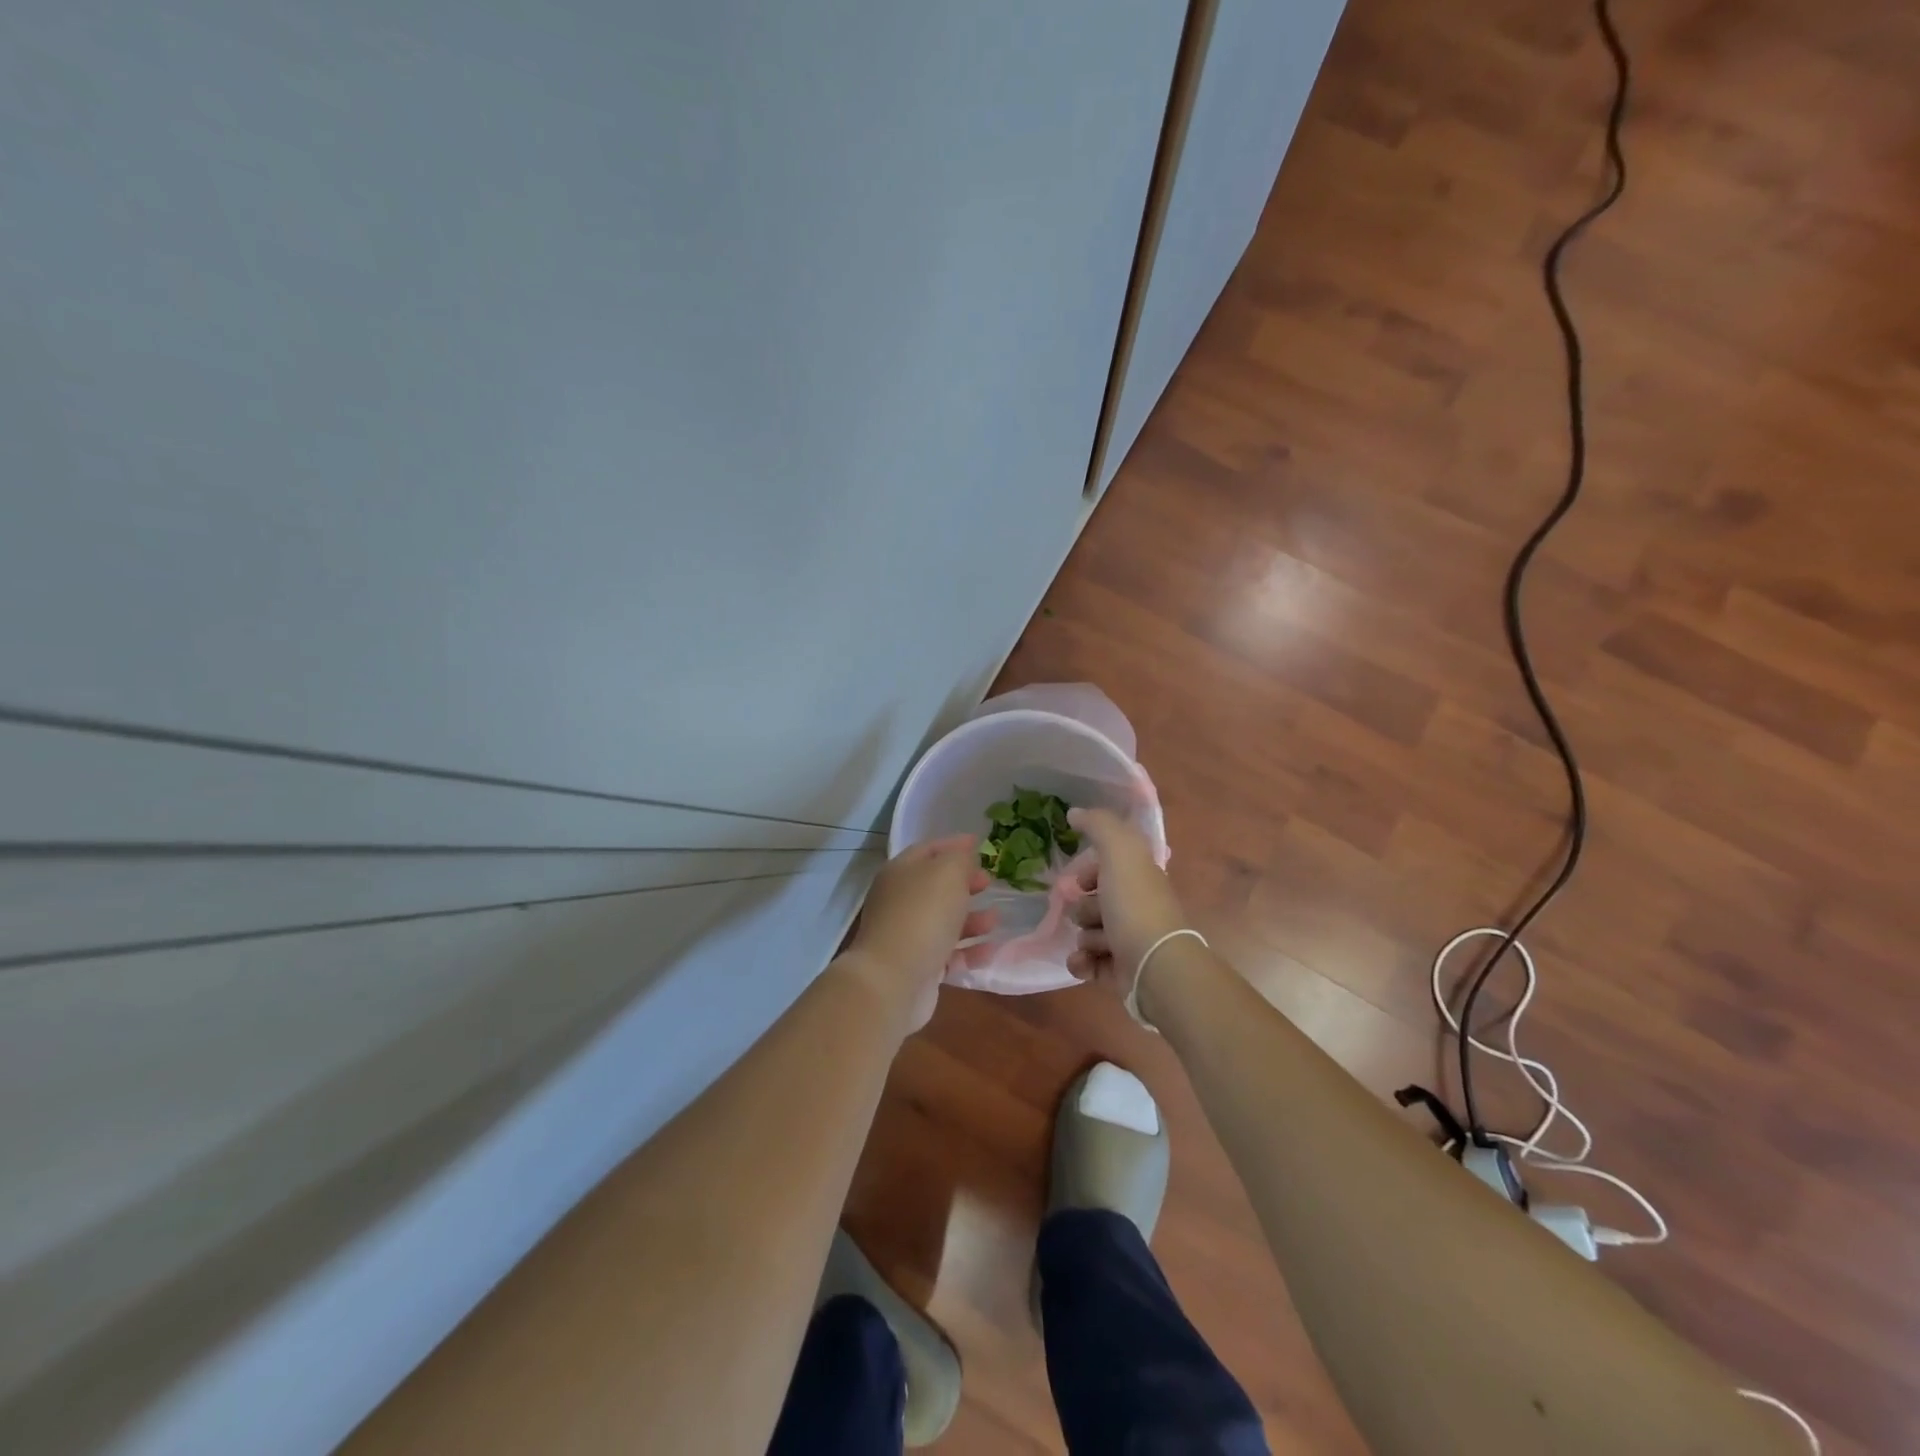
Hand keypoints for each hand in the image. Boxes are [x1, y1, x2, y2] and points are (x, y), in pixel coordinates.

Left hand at [840, 834, 996, 1032]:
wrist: (894, 980)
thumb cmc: (923, 915)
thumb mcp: (948, 872)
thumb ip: (960, 859)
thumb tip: (964, 859)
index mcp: (900, 872)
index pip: (928, 850)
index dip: (954, 844)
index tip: (979, 843)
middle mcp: (900, 901)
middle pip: (936, 886)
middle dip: (965, 883)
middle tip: (989, 883)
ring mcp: (907, 935)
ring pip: (944, 921)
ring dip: (972, 919)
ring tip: (995, 919)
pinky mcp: (918, 966)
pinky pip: (949, 953)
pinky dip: (969, 950)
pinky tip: (990, 950)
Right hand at [1065, 808, 1189, 996]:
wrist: (1154, 966)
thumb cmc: (1135, 905)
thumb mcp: (1119, 851)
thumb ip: (1099, 825)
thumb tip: (1075, 813)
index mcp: (1140, 879)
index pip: (1109, 868)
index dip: (1090, 871)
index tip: (1080, 880)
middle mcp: (1136, 908)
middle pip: (1094, 902)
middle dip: (1083, 908)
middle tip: (1091, 914)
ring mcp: (1129, 942)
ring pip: (1088, 933)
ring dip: (1085, 936)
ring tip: (1096, 942)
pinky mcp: (1119, 972)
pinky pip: (1087, 962)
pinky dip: (1081, 962)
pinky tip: (1083, 961)